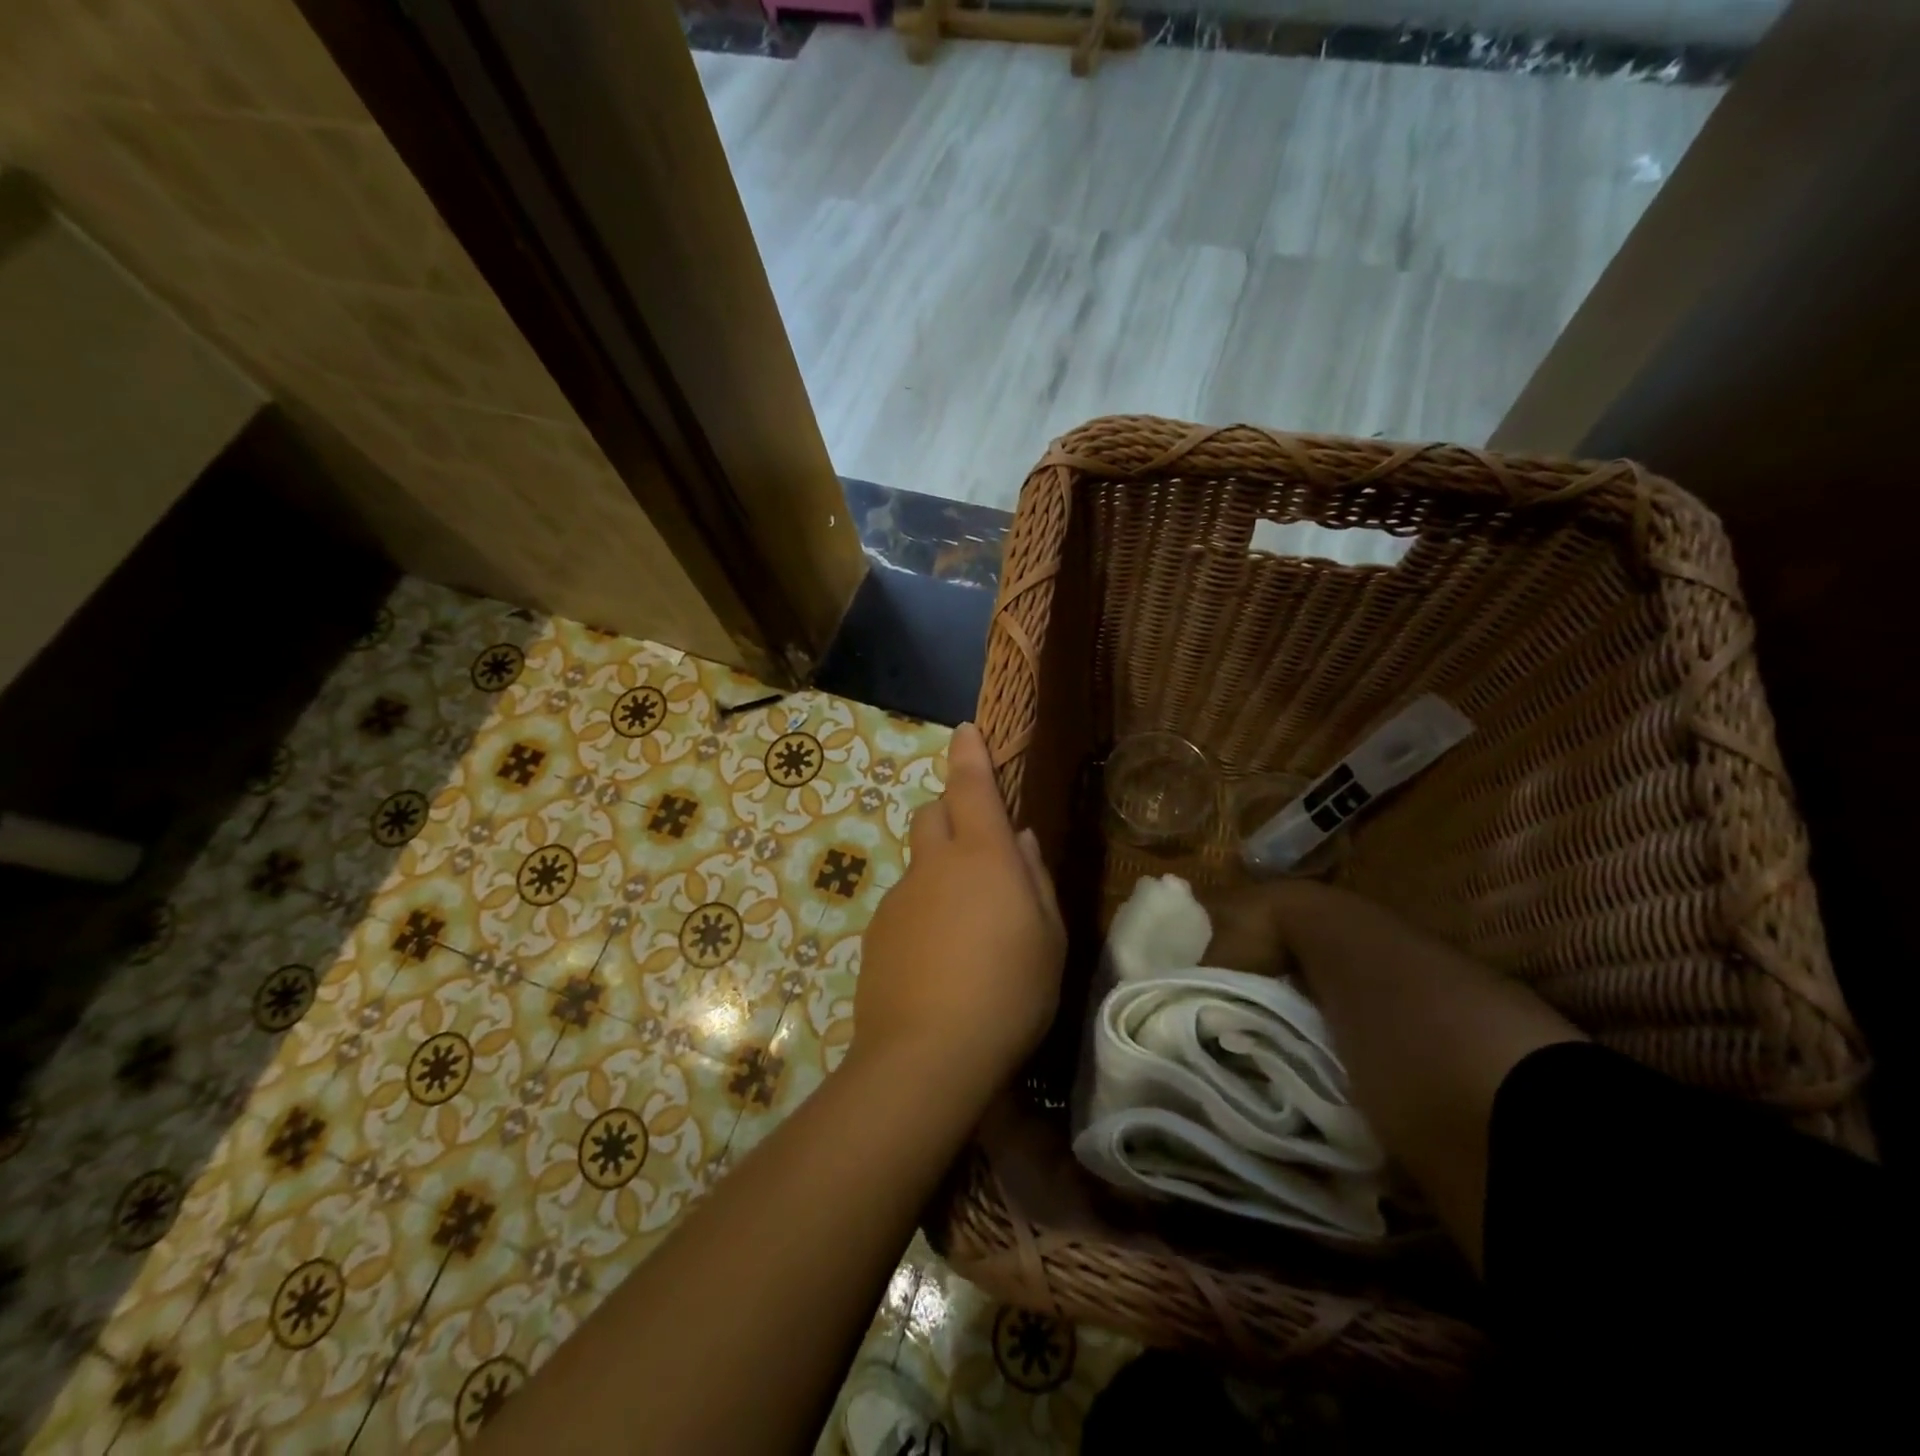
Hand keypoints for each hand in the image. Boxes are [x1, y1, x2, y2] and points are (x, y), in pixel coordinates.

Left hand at [851, 722, 1066, 1101]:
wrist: (928, 1055)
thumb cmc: (1009, 991)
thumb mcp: (1049, 937)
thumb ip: (1035, 878)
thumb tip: (1021, 840)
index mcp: (983, 855)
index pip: (971, 785)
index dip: (969, 754)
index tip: (965, 731)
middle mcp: (935, 864)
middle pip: (932, 812)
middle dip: (952, 811)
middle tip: (980, 847)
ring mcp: (900, 897)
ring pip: (919, 862)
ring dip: (941, 870)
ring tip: (967, 927)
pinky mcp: (878, 932)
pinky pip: (906, 903)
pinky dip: (924, 910)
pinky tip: (940, 959)